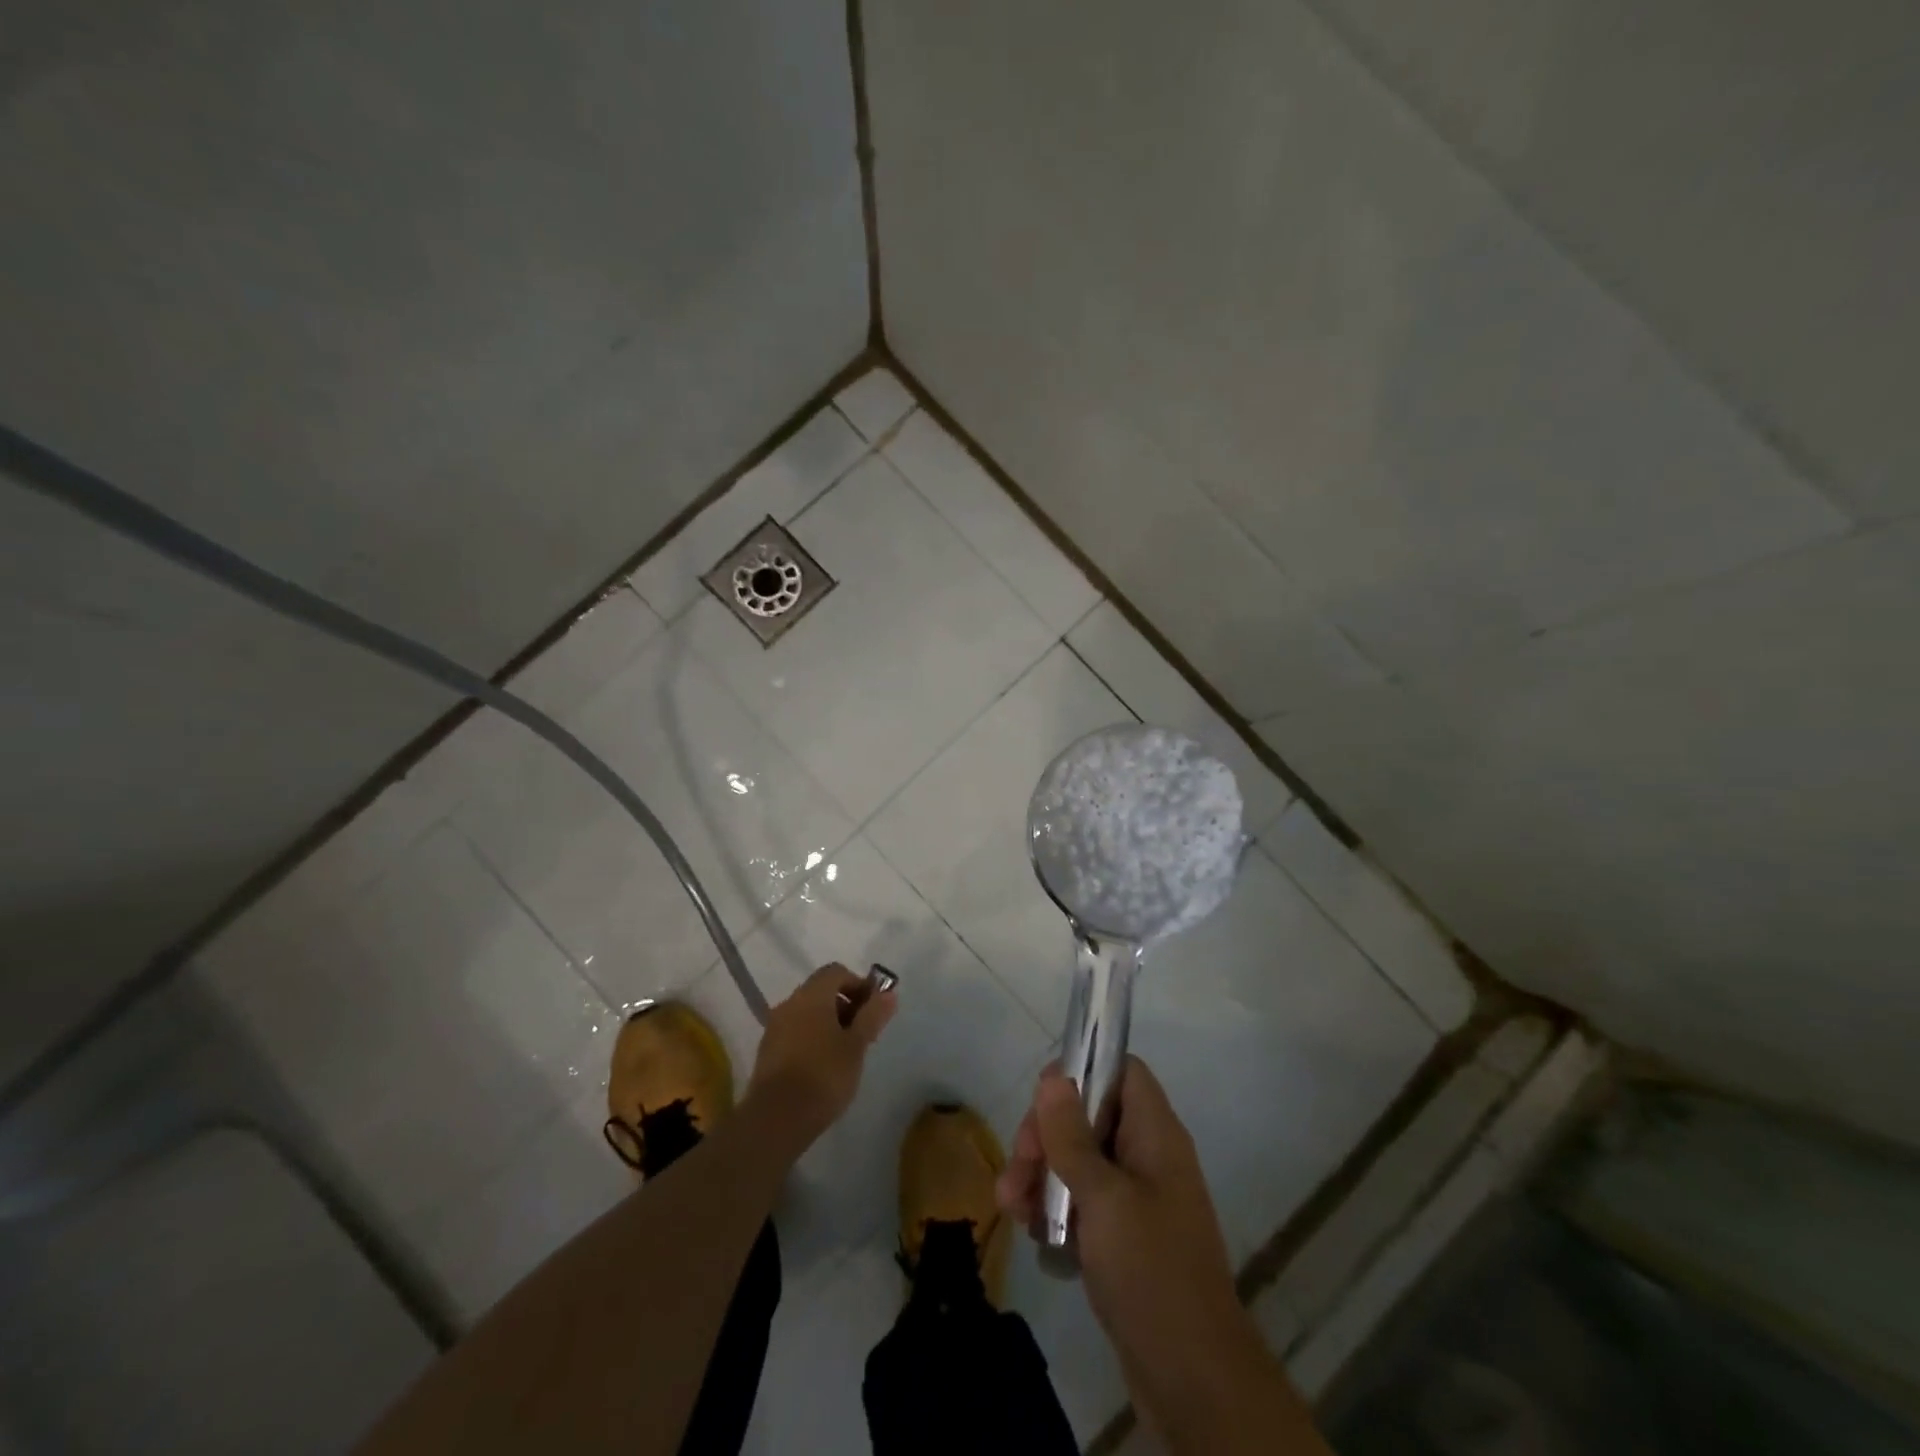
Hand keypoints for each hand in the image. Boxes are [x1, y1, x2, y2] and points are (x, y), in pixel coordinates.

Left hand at [746, 964, 895, 1147]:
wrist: (776, 1119)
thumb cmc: (823, 1075)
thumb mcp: (856, 1045)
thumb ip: (872, 1016)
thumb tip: (888, 993)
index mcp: (811, 995)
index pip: (836, 972)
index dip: (858, 984)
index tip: (873, 1010)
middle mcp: (789, 1003)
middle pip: (820, 991)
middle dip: (845, 1005)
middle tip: (863, 1033)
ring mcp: (774, 1027)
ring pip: (807, 1013)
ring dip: (828, 1023)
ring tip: (846, 1053)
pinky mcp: (767, 1052)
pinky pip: (795, 1032)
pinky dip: (812, 1039)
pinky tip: (823, 1067)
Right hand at [999, 1058, 1290, 1450]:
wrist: (1193, 1379)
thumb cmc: (1150, 1270)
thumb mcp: (1103, 1197)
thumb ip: (1073, 1135)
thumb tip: (1054, 1075)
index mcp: (1155, 1134)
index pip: (1122, 1071)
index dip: (1083, 1071)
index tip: (1043, 1101)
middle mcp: (1148, 1157)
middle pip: (1091, 1115)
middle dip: (1047, 1134)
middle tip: (1019, 1165)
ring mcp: (1136, 1199)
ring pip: (1080, 1161)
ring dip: (1041, 1175)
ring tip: (1010, 1206)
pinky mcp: (1124, 1238)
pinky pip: (1083, 1203)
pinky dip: (1054, 1209)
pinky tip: (1031, 1232)